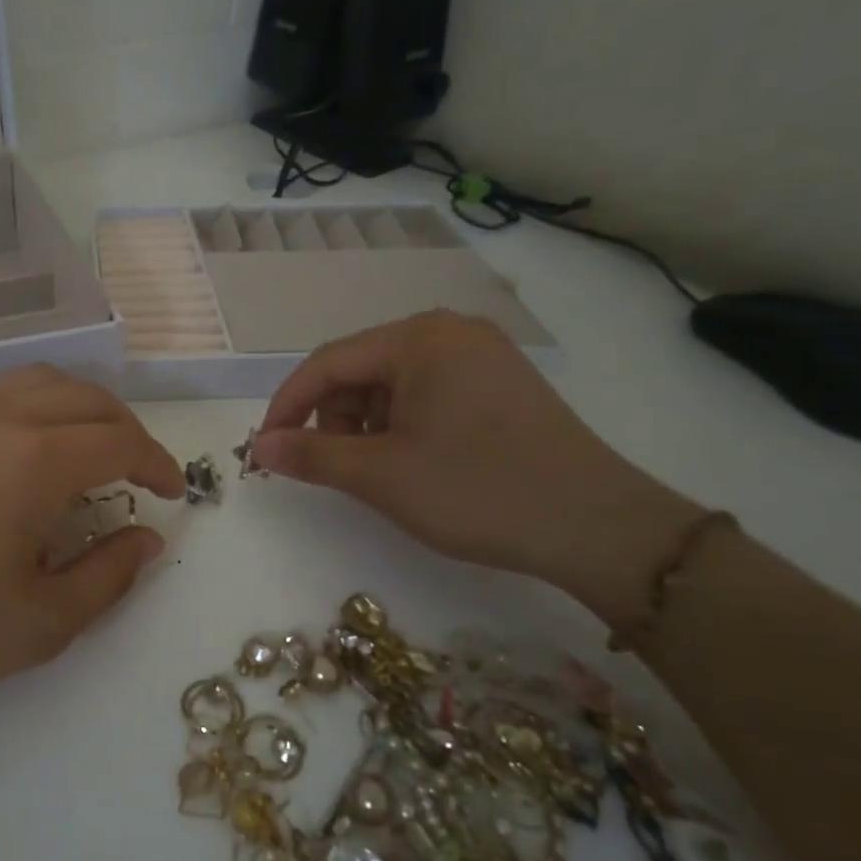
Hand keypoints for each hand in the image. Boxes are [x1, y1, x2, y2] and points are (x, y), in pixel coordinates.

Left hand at [0, 365, 183, 718]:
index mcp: (34, 461)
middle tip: (140, 476)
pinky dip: (41, 402)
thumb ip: (109, 575)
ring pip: (43, 380)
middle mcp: (0, 418)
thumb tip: (148, 538)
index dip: (157, 464)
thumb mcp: (42, 623)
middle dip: (128, 431)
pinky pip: (3, 390)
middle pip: (87, 398)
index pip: (119, 441)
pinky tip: (36, 447)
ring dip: (84, 407)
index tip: (172, 494)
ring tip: (95, 451)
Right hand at [255, 312, 699, 625]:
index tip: (265, 448)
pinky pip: (427, 392)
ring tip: (374, 470)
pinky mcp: (500, 383)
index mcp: (420, 338)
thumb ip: (311, 456)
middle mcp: (450, 331)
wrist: (600, 528)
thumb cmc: (478, 491)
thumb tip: (260, 447)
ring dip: (366, 423)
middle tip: (328, 466)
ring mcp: (481, 355)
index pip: (328, 362)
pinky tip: (410, 461)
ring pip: (392, 383)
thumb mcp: (381, 476)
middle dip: (332, 417)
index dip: (288, 406)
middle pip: (360, 369)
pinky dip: (402, 424)